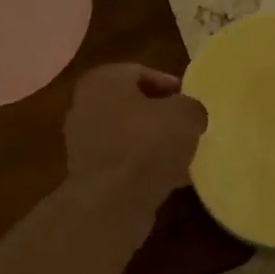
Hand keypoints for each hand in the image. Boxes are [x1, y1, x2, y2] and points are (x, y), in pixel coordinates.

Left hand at [64, 64, 206, 209]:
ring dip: (153, 144)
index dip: (169, 84)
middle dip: (160, 116)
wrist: (112, 201)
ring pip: (128, 136)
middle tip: (186, 128)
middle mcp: (86, 106)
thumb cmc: (147, 144)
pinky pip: (124, 163)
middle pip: (132, 105)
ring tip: (183, 156)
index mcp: (103, 81)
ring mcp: (83, 142)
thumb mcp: (185, 115)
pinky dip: (144, 167)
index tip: (189, 101)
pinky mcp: (89, 174)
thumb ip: (191, 107)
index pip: (139, 72)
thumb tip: (189, 115)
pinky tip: (171, 180)